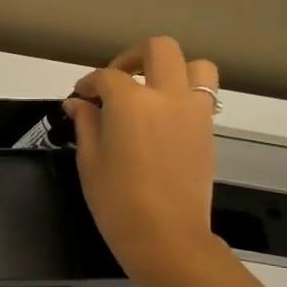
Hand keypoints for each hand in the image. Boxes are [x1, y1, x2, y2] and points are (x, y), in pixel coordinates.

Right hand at [65, 37, 221, 267]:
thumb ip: (86, 123)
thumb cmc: (116, 200)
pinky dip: (185, 93)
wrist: (165, 236)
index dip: (90, 83)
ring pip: (195, 66)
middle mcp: (167, 96)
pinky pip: (204, 94)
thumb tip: (78, 103)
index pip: (107, 77)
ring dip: (171, 68)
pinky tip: (164, 115)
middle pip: (158, 50)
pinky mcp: (208, 130)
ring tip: (152, 89)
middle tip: (117, 79)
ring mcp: (194, 111)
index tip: (81, 96)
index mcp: (131, 102)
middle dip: (133, 57)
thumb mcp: (90, 160)